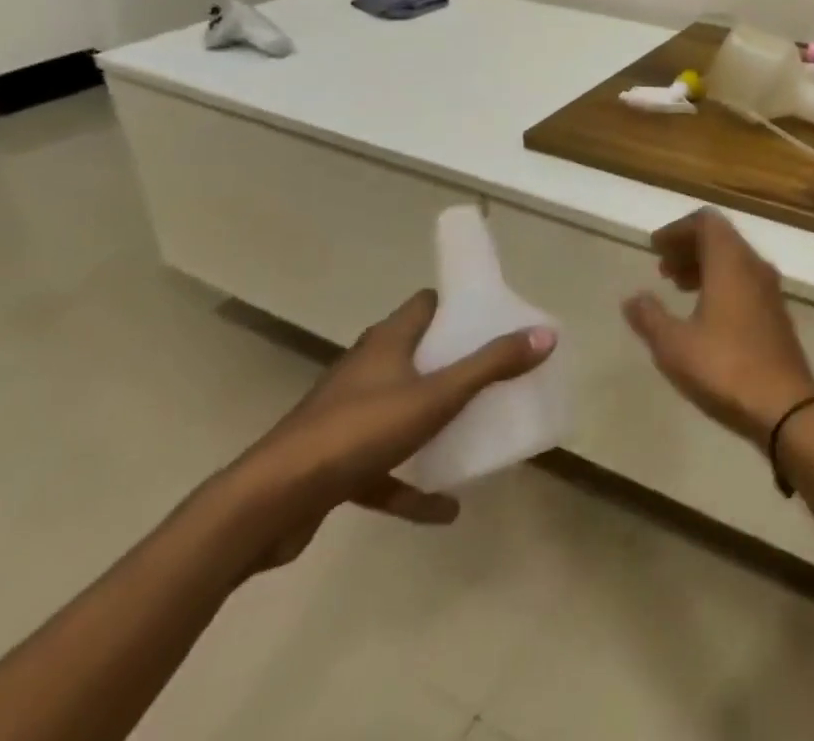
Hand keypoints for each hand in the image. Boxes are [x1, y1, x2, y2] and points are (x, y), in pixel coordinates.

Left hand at [223, 290, 556, 569]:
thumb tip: (546, 334)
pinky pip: (385, 468)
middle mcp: (366, 370)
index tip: (494, 316)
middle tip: (497, 370)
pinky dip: (412, 483)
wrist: (267, 507)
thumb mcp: (436, 396)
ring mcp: (347, 417)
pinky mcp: (334, 463)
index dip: (459, 305)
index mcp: (387, 342)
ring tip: (476, 429)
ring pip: (401, 408)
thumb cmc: (357, 433)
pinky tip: (445, 508)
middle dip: (455, 360)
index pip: (427, 304)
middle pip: (417, 352)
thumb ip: (492, 365)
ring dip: (434, 420)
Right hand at [623, 208, 813, 444]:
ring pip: (733, 260)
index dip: (678, 229)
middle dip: (689, 246)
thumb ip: (650, 317)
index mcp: (730, 261)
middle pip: (720, 238)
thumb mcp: (674, 345)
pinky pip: (744, 280)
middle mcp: (753, 265)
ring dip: (704, 265)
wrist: (785, 405)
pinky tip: (703, 312)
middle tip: (661, 267)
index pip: (706, 222)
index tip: (655, 247)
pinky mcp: (775, 312)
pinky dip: (720, 283)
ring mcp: (769, 289)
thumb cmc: (725, 367)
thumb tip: (632, 298)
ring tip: (676, 287)